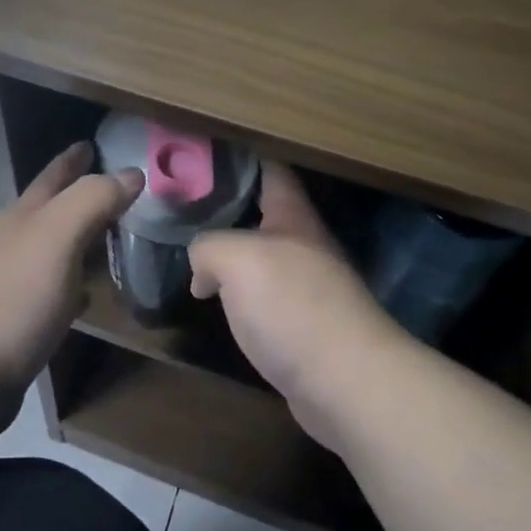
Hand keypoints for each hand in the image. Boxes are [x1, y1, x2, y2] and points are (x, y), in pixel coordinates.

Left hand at [0, 141, 142, 427]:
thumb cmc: (14, 296)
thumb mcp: (57, 236)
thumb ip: (93, 200)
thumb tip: (131, 172)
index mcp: (24, 217)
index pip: (53, 176)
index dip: (73, 159)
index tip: (92, 143)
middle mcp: (14, 242)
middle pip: (49, 209)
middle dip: (76, 194)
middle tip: (113, 187)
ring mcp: (11, 282)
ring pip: (51, 248)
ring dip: (77, 238)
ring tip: (106, 235)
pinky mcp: (15, 320)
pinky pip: (51, 289)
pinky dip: (71, 283)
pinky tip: (84, 294)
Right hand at [188, 162, 414, 452]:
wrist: (346, 382)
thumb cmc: (292, 304)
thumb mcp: (236, 258)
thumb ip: (208, 247)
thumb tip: (202, 270)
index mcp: (294, 217)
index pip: (272, 170)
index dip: (244, 155)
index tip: (209, 148)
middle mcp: (304, 246)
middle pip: (264, 215)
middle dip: (228, 206)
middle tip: (184, 203)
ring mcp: (308, 288)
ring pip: (261, 258)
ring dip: (232, 254)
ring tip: (191, 251)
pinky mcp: (304, 327)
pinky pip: (264, 298)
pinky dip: (240, 295)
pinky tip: (218, 302)